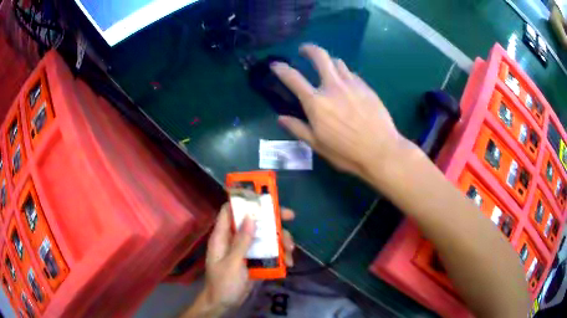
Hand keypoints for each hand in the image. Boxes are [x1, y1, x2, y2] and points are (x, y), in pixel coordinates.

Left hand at [188, 203, 294, 316]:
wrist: (224, 303)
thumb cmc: (223, 283)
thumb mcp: (232, 263)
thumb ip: (241, 242)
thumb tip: (250, 217)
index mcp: (223, 236)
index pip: (230, 211)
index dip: (243, 201)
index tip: (262, 197)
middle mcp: (235, 239)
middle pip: (253, 222)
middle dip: (272, 219)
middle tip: (290, 216)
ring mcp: (246, 250)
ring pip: (265, 237)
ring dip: (280, 240)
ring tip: (291, 250)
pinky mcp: (255, 260)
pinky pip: (269, 252)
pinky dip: (280, 255)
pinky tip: (288, 263)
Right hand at [272, 44, 408, 180]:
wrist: (381, 151)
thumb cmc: (346, 152)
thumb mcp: (318, 145)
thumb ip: (298, 128)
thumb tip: (281, 118)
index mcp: (316, 102)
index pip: (293, 78)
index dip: (281, 69)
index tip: (276, 65)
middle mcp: (333, 87)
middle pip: (320, 56)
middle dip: (309, 49)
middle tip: (304, 50)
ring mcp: (352, 84)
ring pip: (337, 62)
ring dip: (328, 62)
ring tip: (327, 69)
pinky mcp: (366, 87)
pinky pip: (351, 73)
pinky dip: (344, 74)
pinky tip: (346, 85)